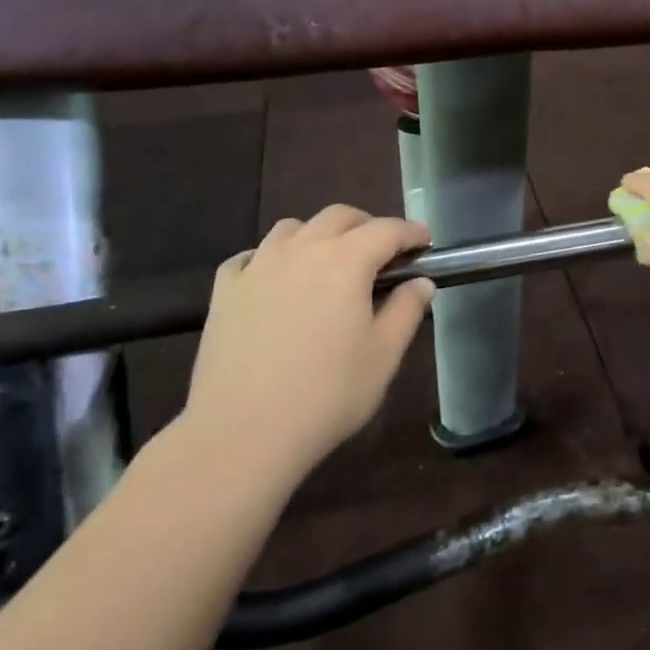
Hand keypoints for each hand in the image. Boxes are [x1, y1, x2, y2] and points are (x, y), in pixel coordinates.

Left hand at [180, 206, 435, 476]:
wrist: (243, 432)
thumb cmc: (327, 394)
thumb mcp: (384, 356)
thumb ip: (406, 310)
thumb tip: (420, 282)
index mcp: (346, 261)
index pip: (387, 230)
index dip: (411, 232)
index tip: (425, 243)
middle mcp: (301, 250)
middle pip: (338, 217)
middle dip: (367, 225)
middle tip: (382, 252)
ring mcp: (257, 266)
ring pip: (292, 228)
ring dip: (318, 235)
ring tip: (327, 262)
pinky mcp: (225, 290)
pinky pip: (251, 256)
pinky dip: (272, 258)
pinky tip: (275, 282)